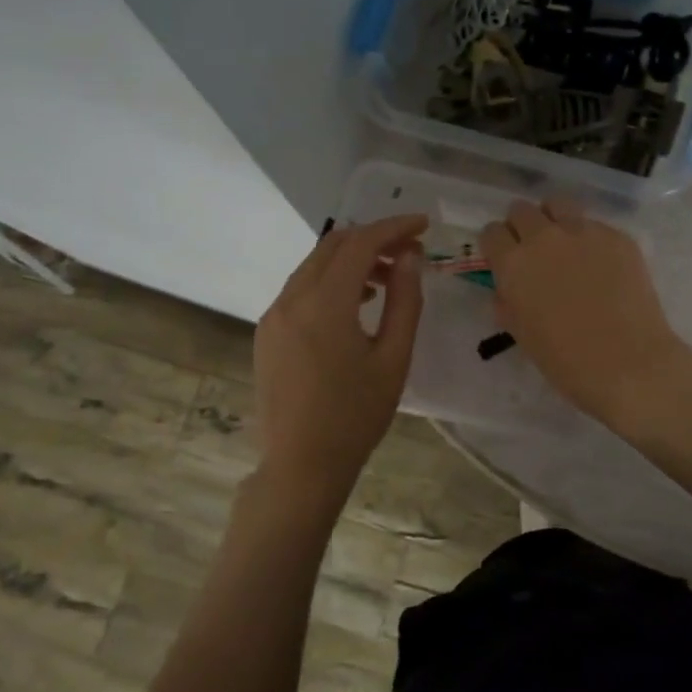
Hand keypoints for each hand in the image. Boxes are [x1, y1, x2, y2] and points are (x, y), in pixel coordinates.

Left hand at [253, 215, 426, 502]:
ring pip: (313, 266)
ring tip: (387, 279)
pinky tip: (355, 304)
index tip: (424, 226)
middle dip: (372, 239)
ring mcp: (273, 315)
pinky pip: (300, 289)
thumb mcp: (393, 359)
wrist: (301, 466)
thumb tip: (411, 257)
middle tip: (409, 252)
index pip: (360, 243)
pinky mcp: (267, 333)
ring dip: (351, 260)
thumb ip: (405, 301)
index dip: (394, 228)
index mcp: (324, 304)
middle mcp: (291, 299)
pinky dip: (330, 282)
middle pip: (332, 245)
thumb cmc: (356, 416)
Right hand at [481, 199, 687, 423]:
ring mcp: (584, 232)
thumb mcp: (522, 334)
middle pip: (522, 210)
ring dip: (554, 219)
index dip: (497, 245)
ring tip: (565, 243)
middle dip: (522, 227)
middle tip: (534, 251)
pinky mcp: (617, 236)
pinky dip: (590, 239)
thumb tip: (508, 289)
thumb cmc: (566, 361)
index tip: (504, 258)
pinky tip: (603, 266)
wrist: (627, 363)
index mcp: (513, 263)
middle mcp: (544, 237)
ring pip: (558, 204)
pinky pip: (595, 225)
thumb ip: (509, 302)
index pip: (492, 232)